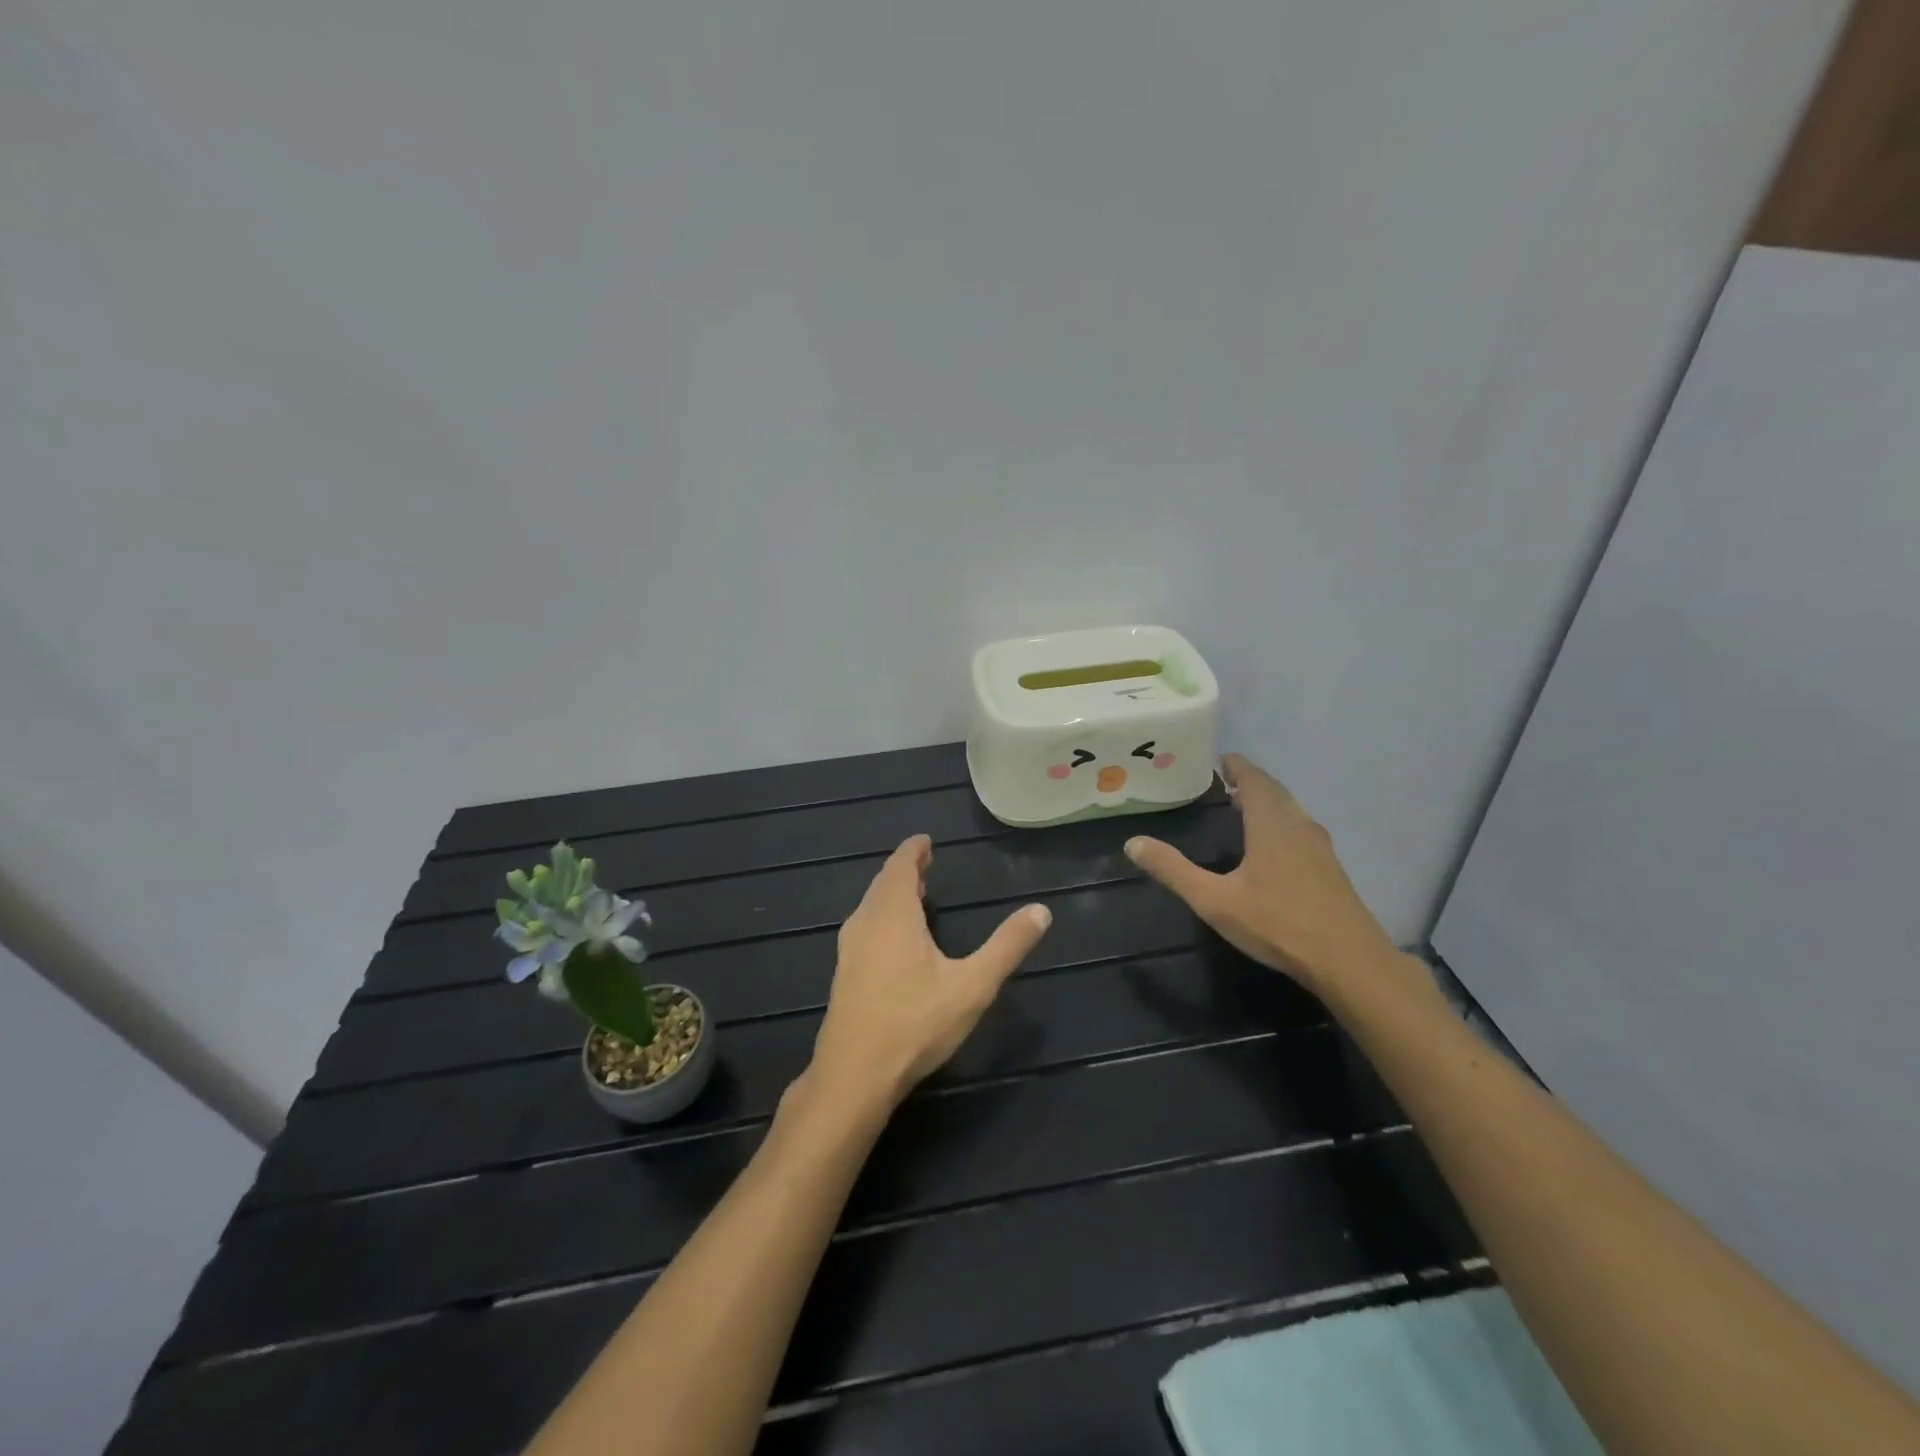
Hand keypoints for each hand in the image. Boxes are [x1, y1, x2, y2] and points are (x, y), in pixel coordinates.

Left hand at [806, 835, 1051, 1114]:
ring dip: (890, 894)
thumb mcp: (973, 986)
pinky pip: (864, 928)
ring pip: (870, 907)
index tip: (925, 841)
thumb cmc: (915, 1023)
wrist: (854, 1075)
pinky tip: (893, 939)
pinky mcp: (843, 974)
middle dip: (904, 871)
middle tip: (925, 863)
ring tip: (913, 894)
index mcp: (893, 914)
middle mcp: (865, 922)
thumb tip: (1041, 911)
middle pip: (883, 884)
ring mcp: (849, 949)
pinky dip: (881, 917)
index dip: (913, 851)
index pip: (900, 866)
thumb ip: (1007, 947)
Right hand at [1124, 754, 1403, 995]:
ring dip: (1269, 802)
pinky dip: (1283, 822)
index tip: (1220, 759)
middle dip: (1251, 782)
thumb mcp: (1214, 900)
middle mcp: (1299, 826)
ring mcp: (1320, 848)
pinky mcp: (1331, 869)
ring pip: (1292, 811)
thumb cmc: (1277, 924)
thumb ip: (1173, 870)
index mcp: (1271, 824)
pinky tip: (1274, 846)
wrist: (1349, 961)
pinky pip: (1302, 830)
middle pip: (1275, 792)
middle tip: (1225, 783)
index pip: (1254, 780)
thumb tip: (1132, 843)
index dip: (1237, 767)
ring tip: (1245, 808)